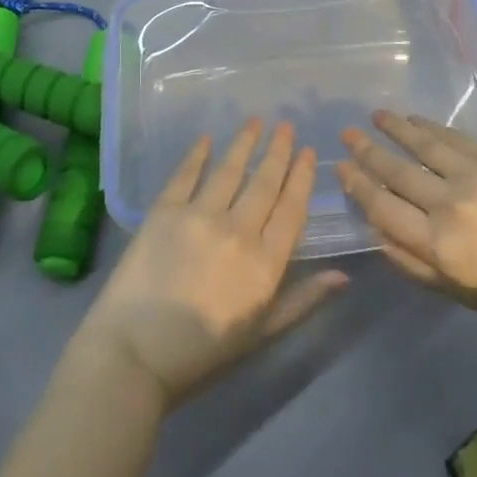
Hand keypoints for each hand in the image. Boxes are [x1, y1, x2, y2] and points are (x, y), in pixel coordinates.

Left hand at [74, 119, 347, 410]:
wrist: (133, 355)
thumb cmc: (201, 355)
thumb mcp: (260, 334)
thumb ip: (302, 301)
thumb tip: (343, 275)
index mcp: (265, 264)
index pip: (292, 210)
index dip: (301, 178)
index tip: (307, 152)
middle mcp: (238, 231)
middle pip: (264, 183)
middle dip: (278, 152)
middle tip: (286, 125)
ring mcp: (200, 216)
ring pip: (230, 171)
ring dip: (244, 143)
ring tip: (255, 121)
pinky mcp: (164, 211)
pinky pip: (186, 174)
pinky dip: (198, 154)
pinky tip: (206, 138)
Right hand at [336, 111, 476, 338]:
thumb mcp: (462, 294)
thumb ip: (415, 264)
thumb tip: (378, 232)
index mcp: (439, 248)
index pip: (383, 208)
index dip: (358, 186)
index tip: (341, 168)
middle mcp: (449, 206)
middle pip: (397, 172)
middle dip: (367, 152)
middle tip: (346, 134)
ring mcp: (475, 176)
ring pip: (423, 145)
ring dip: (395, 129)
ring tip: (375, 115)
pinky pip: (454, 138)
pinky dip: (431, 126)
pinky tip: (415, 119)